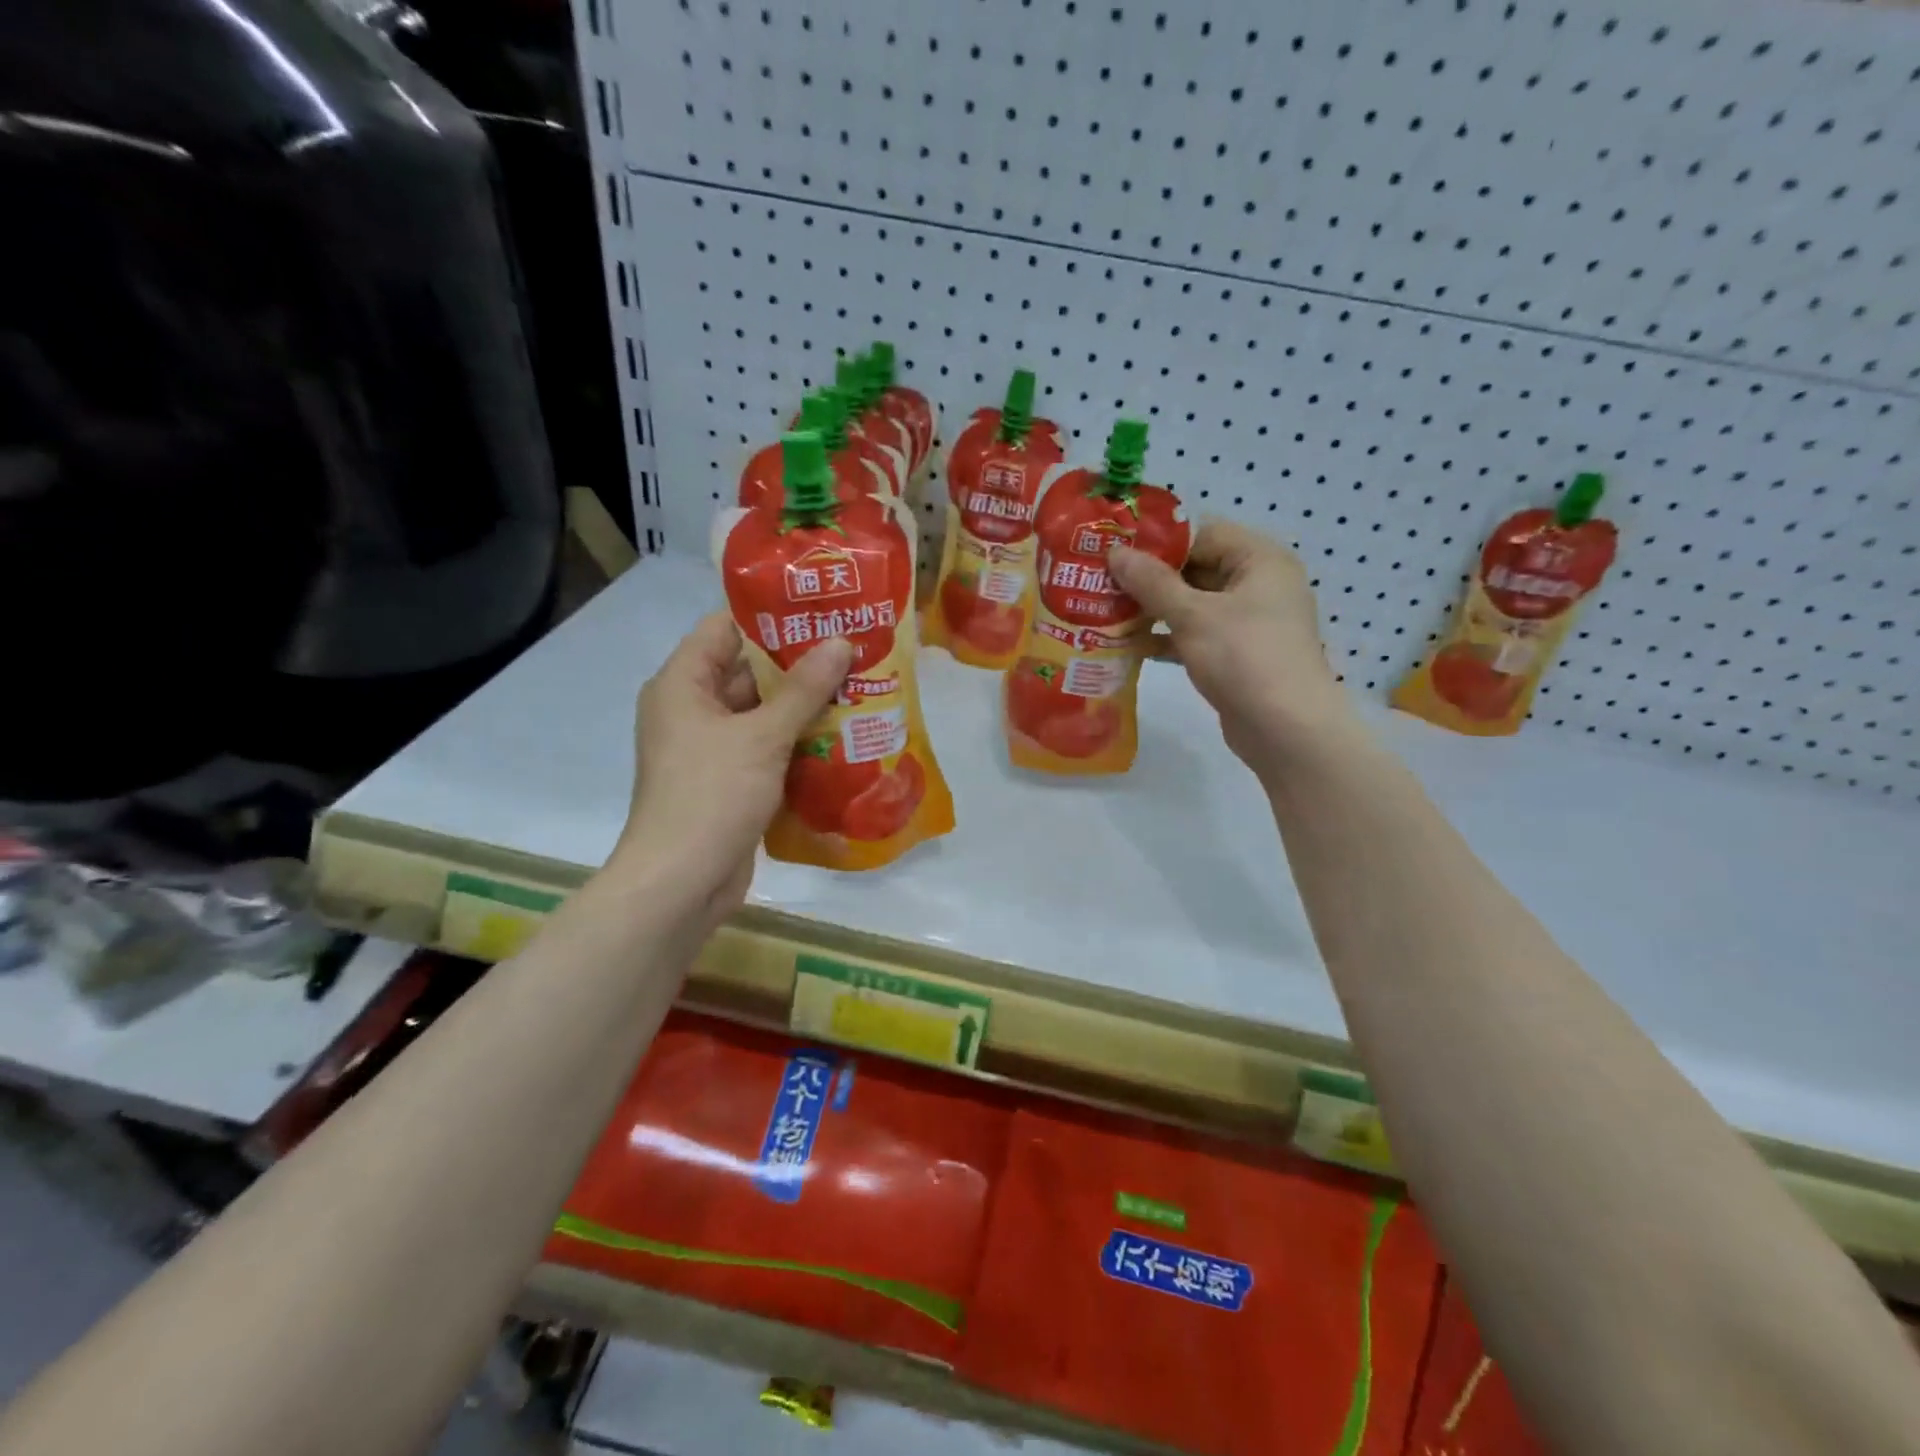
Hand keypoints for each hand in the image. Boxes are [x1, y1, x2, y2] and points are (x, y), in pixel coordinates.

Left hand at [614, 612, 852, 918]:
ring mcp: (712, 748)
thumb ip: (803, 689)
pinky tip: (844, 735)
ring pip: (763, 713)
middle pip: (748, 672)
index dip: (769, 615)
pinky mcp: (730, 781)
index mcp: (683, 685)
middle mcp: (693, 710)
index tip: (820, 609)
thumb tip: (841, 643)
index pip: (723, 629)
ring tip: (860, 686)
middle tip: (853, 648)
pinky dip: (798, 742)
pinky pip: (767, 748)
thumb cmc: (712, 795)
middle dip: (799, 663)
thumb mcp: (762, 736)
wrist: (682, 882)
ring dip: (805, 705)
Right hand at [1108, 522, 1351, 770]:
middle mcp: (1258, 584)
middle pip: (1196, 568)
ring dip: (1154, 609)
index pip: (1203, 533)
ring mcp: (1248, 622)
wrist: (1286, 730)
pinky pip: (1196, 634)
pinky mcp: (1237, 654)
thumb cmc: (1244, 657)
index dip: (1158, 541)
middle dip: (1150, 577)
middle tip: (1102, 580)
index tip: (1115, 549)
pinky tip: (1129, 645)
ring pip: (1193, 604)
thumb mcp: (1193, 615)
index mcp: (1260, 560)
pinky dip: (1167, 638)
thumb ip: (1152, 582)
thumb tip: (1115, 552)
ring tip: (1107, 610)